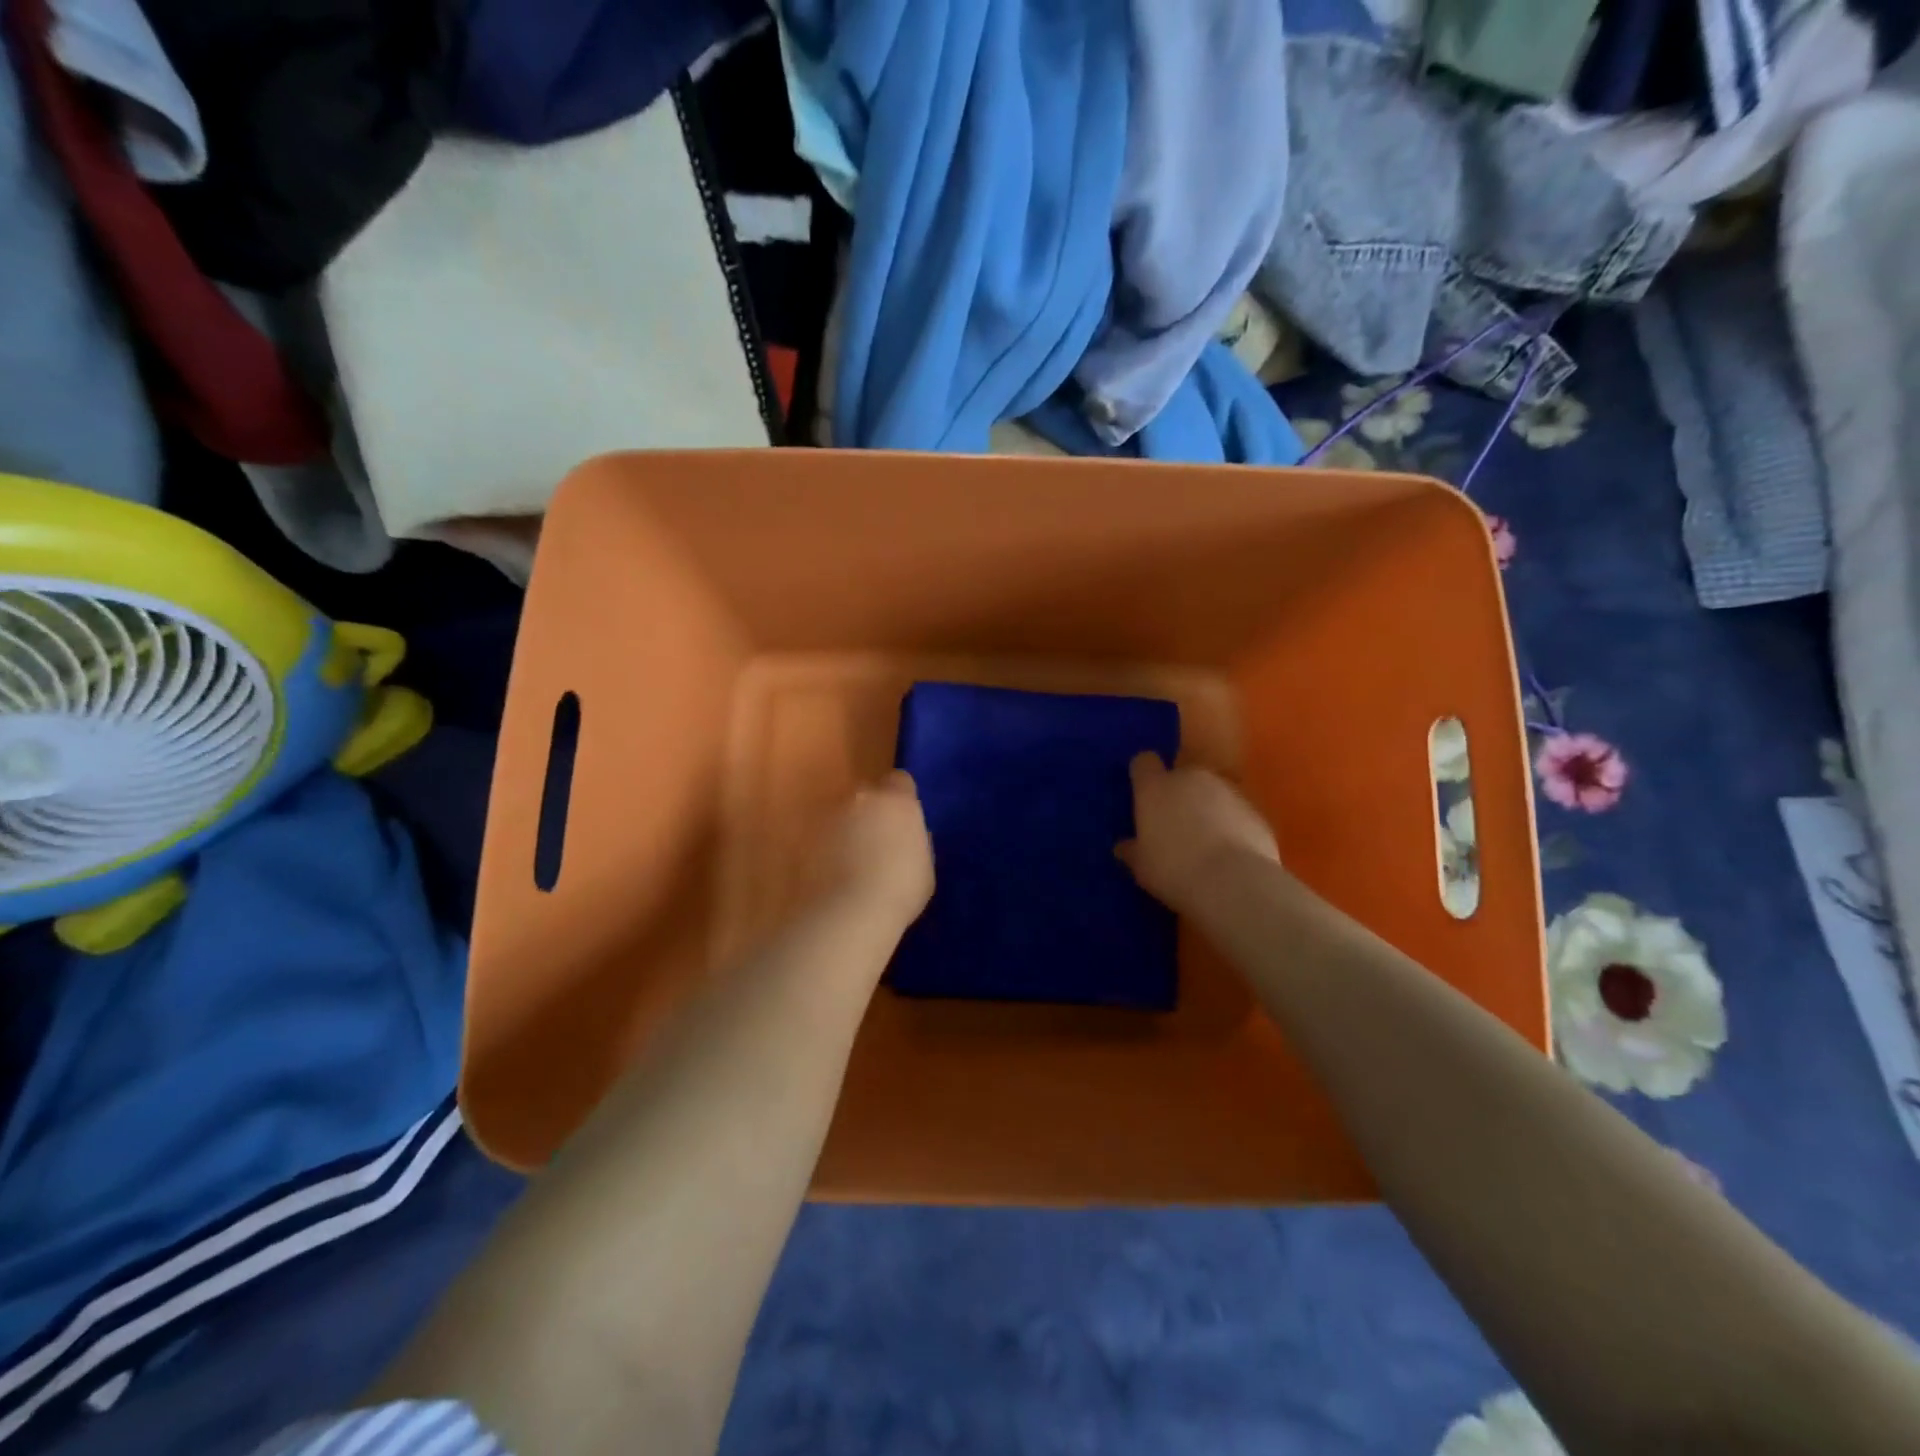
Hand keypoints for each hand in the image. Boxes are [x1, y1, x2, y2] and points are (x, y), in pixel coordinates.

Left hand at [811, 772, 934, 929]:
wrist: (849, 913)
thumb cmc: (900, 890)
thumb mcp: (925, 866)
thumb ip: (917, 841)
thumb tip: (909, 835)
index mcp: (896, 800)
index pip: (900, 781)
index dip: (901, 798)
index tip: (903, 820)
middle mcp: (861, 797)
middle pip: (867, 794)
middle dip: (871, 811)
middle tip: (877, 841)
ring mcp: (828, 814)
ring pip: (840, 813)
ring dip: (845, 828)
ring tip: (851, 861)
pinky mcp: (804, 836)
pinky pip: (821, 835)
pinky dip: (825, 847)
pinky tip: (831, 873)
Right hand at [1117, 754, 1279, 910]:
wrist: (1234, 883)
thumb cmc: (1174, 870)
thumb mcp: (1142, 866)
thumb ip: (1132, 850)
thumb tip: (1124, 846)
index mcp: (1155, 787)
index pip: (1144, 762)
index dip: (1143, 775)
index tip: (1142, 792)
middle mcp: (1191, 778)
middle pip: (1181, 775)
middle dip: (1178, 793)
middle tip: (1174, 825)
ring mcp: (1228, 790)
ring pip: (1212, 792)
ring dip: (1207, 808)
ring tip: (1206, 842)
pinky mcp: (1255, 810)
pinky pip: (1236, 812)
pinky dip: (1232, 824)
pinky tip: (1230, 853)